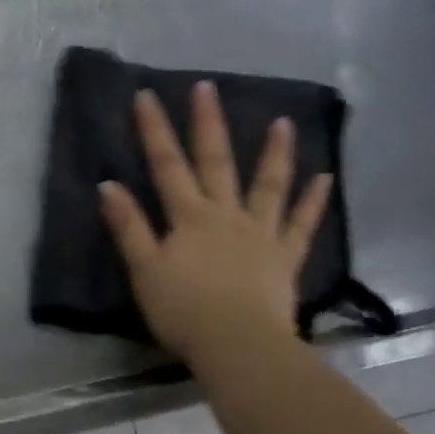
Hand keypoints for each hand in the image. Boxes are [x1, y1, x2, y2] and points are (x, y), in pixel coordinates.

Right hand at [99, 82, 331, 372]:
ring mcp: (261, 233)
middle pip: (216, 162)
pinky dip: (313, 201)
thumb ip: (128, 227)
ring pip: (268, 185)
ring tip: (283, 122)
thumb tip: (108, 185)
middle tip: (207, 87)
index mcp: (189, 217)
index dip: (154, 130)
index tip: (147, 95)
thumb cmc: (184, 311)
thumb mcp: (144, 270)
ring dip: (274, 153)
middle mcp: (226, 215)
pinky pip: (302, 225)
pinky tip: (325, 178)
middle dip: (208, 124)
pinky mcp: (285, 257)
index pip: (167, 165)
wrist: (238, 346)